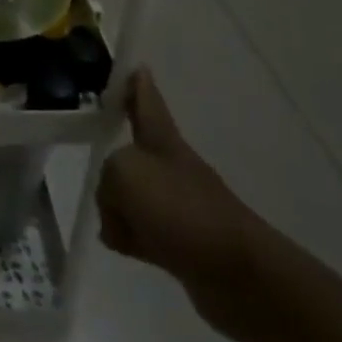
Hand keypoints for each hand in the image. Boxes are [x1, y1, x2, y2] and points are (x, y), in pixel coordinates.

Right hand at [95, 67, 265, 334]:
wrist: (238, 275)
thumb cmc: (181, 210)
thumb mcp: (124, 174)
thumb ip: (106, 179)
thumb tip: (117, 208)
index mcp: (161, 141)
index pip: (146, 102)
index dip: (138, 86)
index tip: (137, 67)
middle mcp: (169, 167)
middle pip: (133, 152)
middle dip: (117, 159)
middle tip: (103, 167)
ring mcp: (177, 206)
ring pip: (133, 195)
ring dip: (119, 206)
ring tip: (115, 223)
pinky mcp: (180, 244)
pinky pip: (141, 231)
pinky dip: (130, 237)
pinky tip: (124, 245)